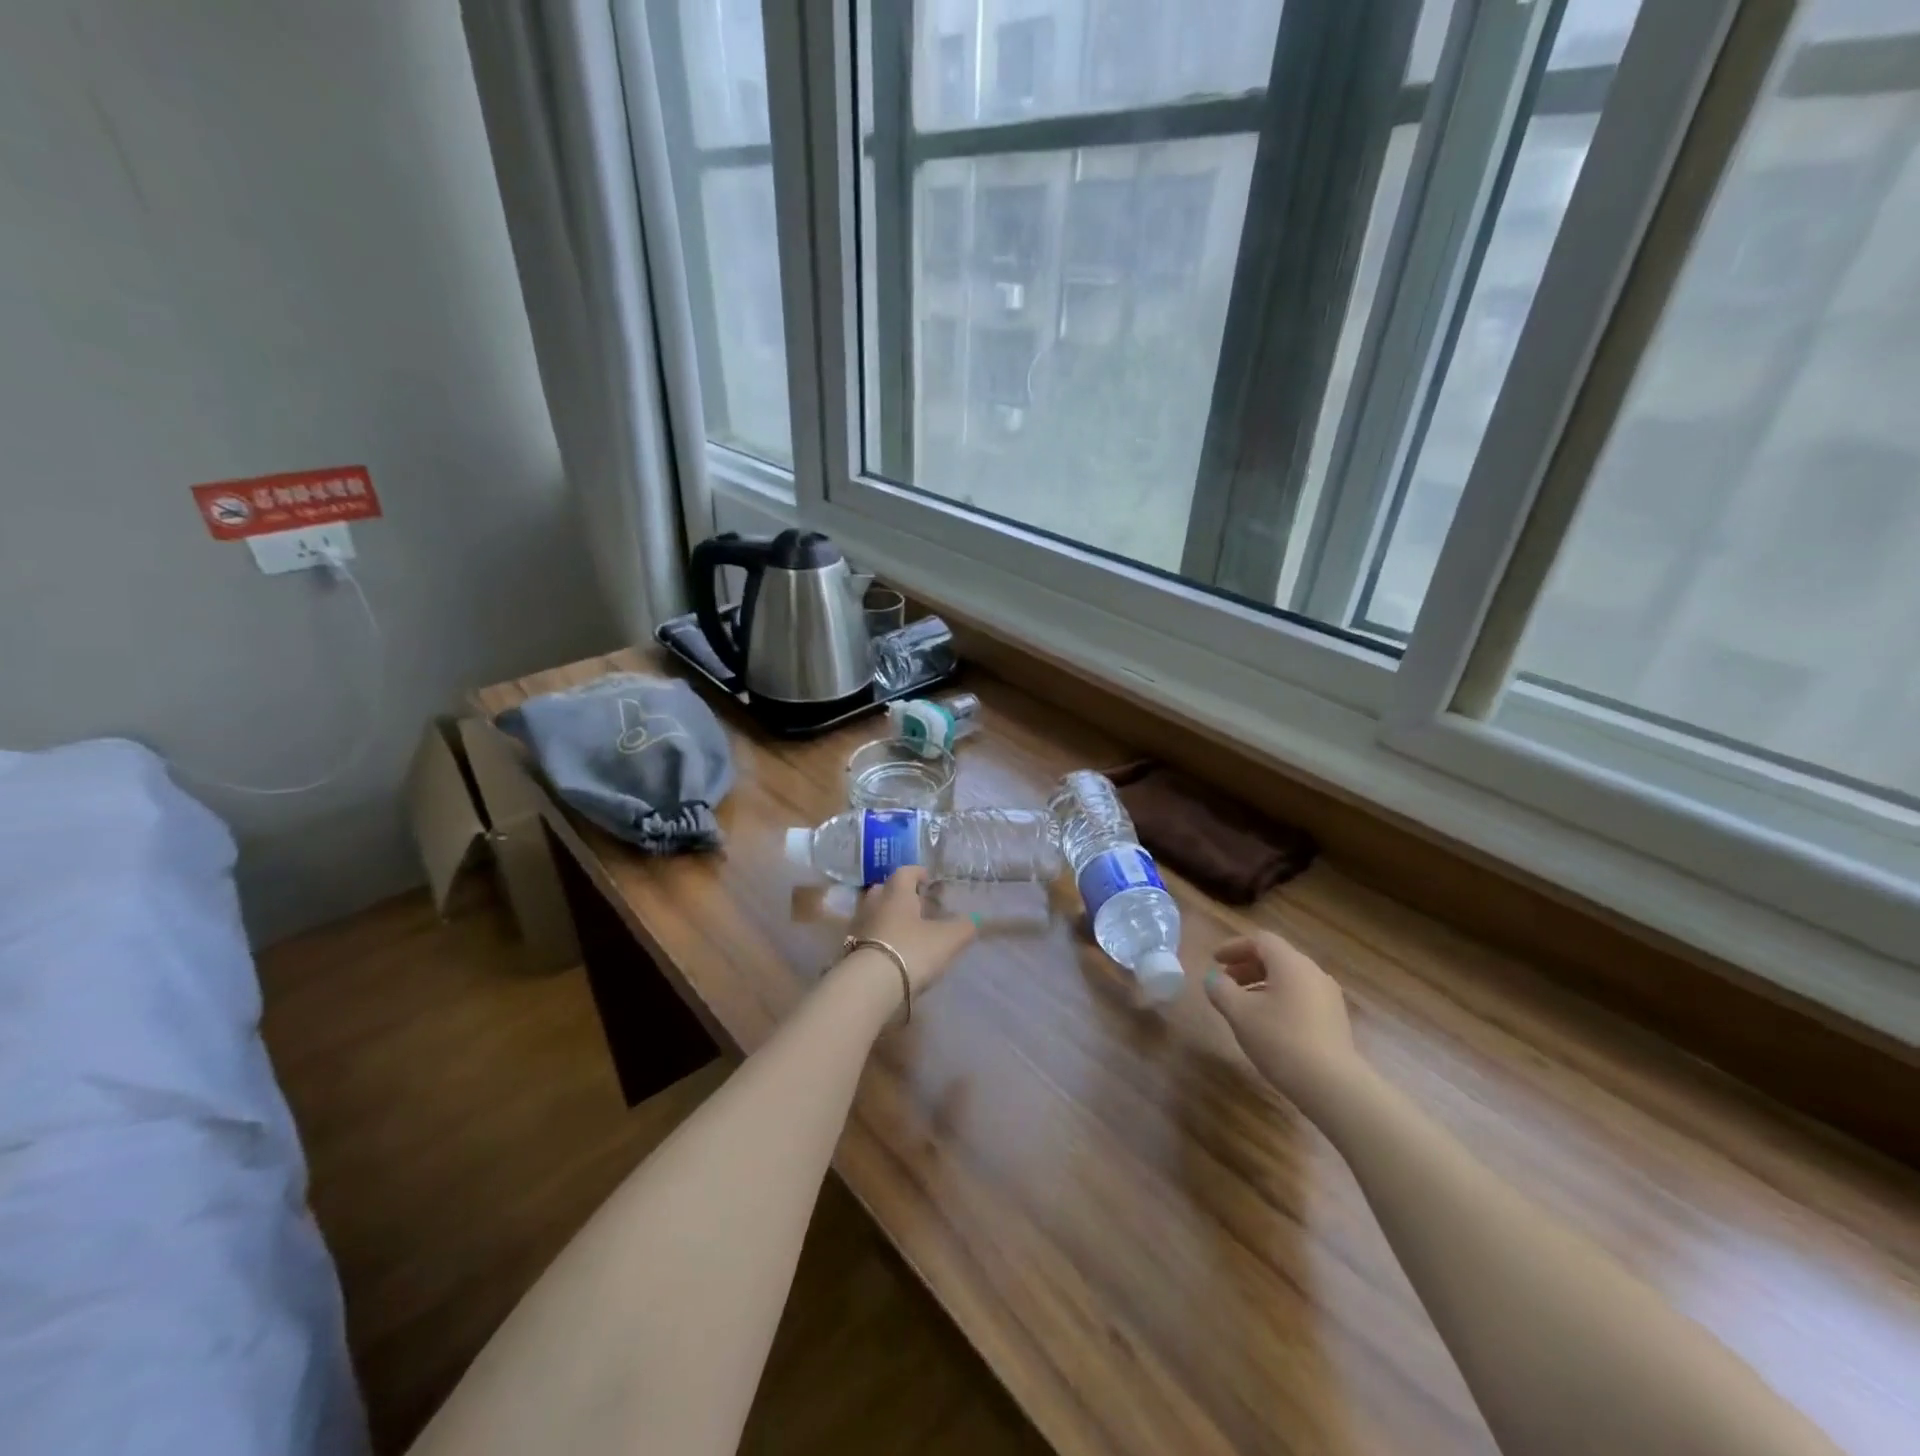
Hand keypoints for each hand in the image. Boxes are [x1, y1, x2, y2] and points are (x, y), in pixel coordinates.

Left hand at [845, 866, 976, 996]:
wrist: (869, 985)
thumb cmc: (911, 951)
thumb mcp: (948, 940)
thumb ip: (964, 927)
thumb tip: (974, 919)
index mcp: (896, 893)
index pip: (905, 872)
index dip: (917, 873)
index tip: (927, 879)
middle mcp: (874, 904)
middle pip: (884, 890)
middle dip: (899, 894)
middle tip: (916, 904)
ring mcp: (858, 927)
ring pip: (873, 913)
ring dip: (887, 917)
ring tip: (905, 930)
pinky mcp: (850, 950)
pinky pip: (867, 936)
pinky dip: (879, 938)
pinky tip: (891, 951)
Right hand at [1204, 932, 1361, 1116]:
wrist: (1332, 1085)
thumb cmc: (1280, 1039)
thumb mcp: (1239, 1013)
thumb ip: (1220, 989)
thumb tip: (1212, 978)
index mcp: (1290, 963)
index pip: (1260, 940)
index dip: (1234, 947)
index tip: (1215, 960)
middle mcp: (1313, 972)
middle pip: (1276, 957)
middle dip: (1247, 965)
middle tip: (1226, 981)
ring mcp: (1328, 996)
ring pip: (1289, 978)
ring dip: (1262, 983)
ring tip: (1243, 1004)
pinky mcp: (1335, 1019)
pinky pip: (1301, 996)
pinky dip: (1279, 998)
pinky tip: (1268, 1022)